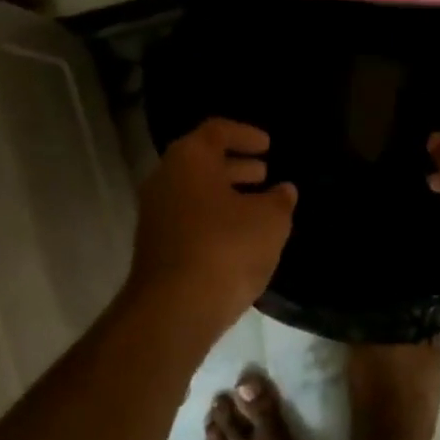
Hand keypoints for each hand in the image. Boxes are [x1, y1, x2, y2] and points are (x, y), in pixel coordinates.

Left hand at [128, 119, 297, 330]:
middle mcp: (165, 179)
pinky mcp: (156, 246)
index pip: (217, 131)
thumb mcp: (270, 221)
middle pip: (202, 161)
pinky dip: (215, 218)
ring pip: (195, 193)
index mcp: (190, 159)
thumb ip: (280, 200)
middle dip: (236, 166)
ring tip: (259, 205)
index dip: (246, 134)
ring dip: (227, 195)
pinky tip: (240, 236)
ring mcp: (155, 214)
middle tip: (264, 172)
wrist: (175, 308)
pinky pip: (189, 219)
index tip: (268, 145)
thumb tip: (284, 190)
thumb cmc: (227, 248)